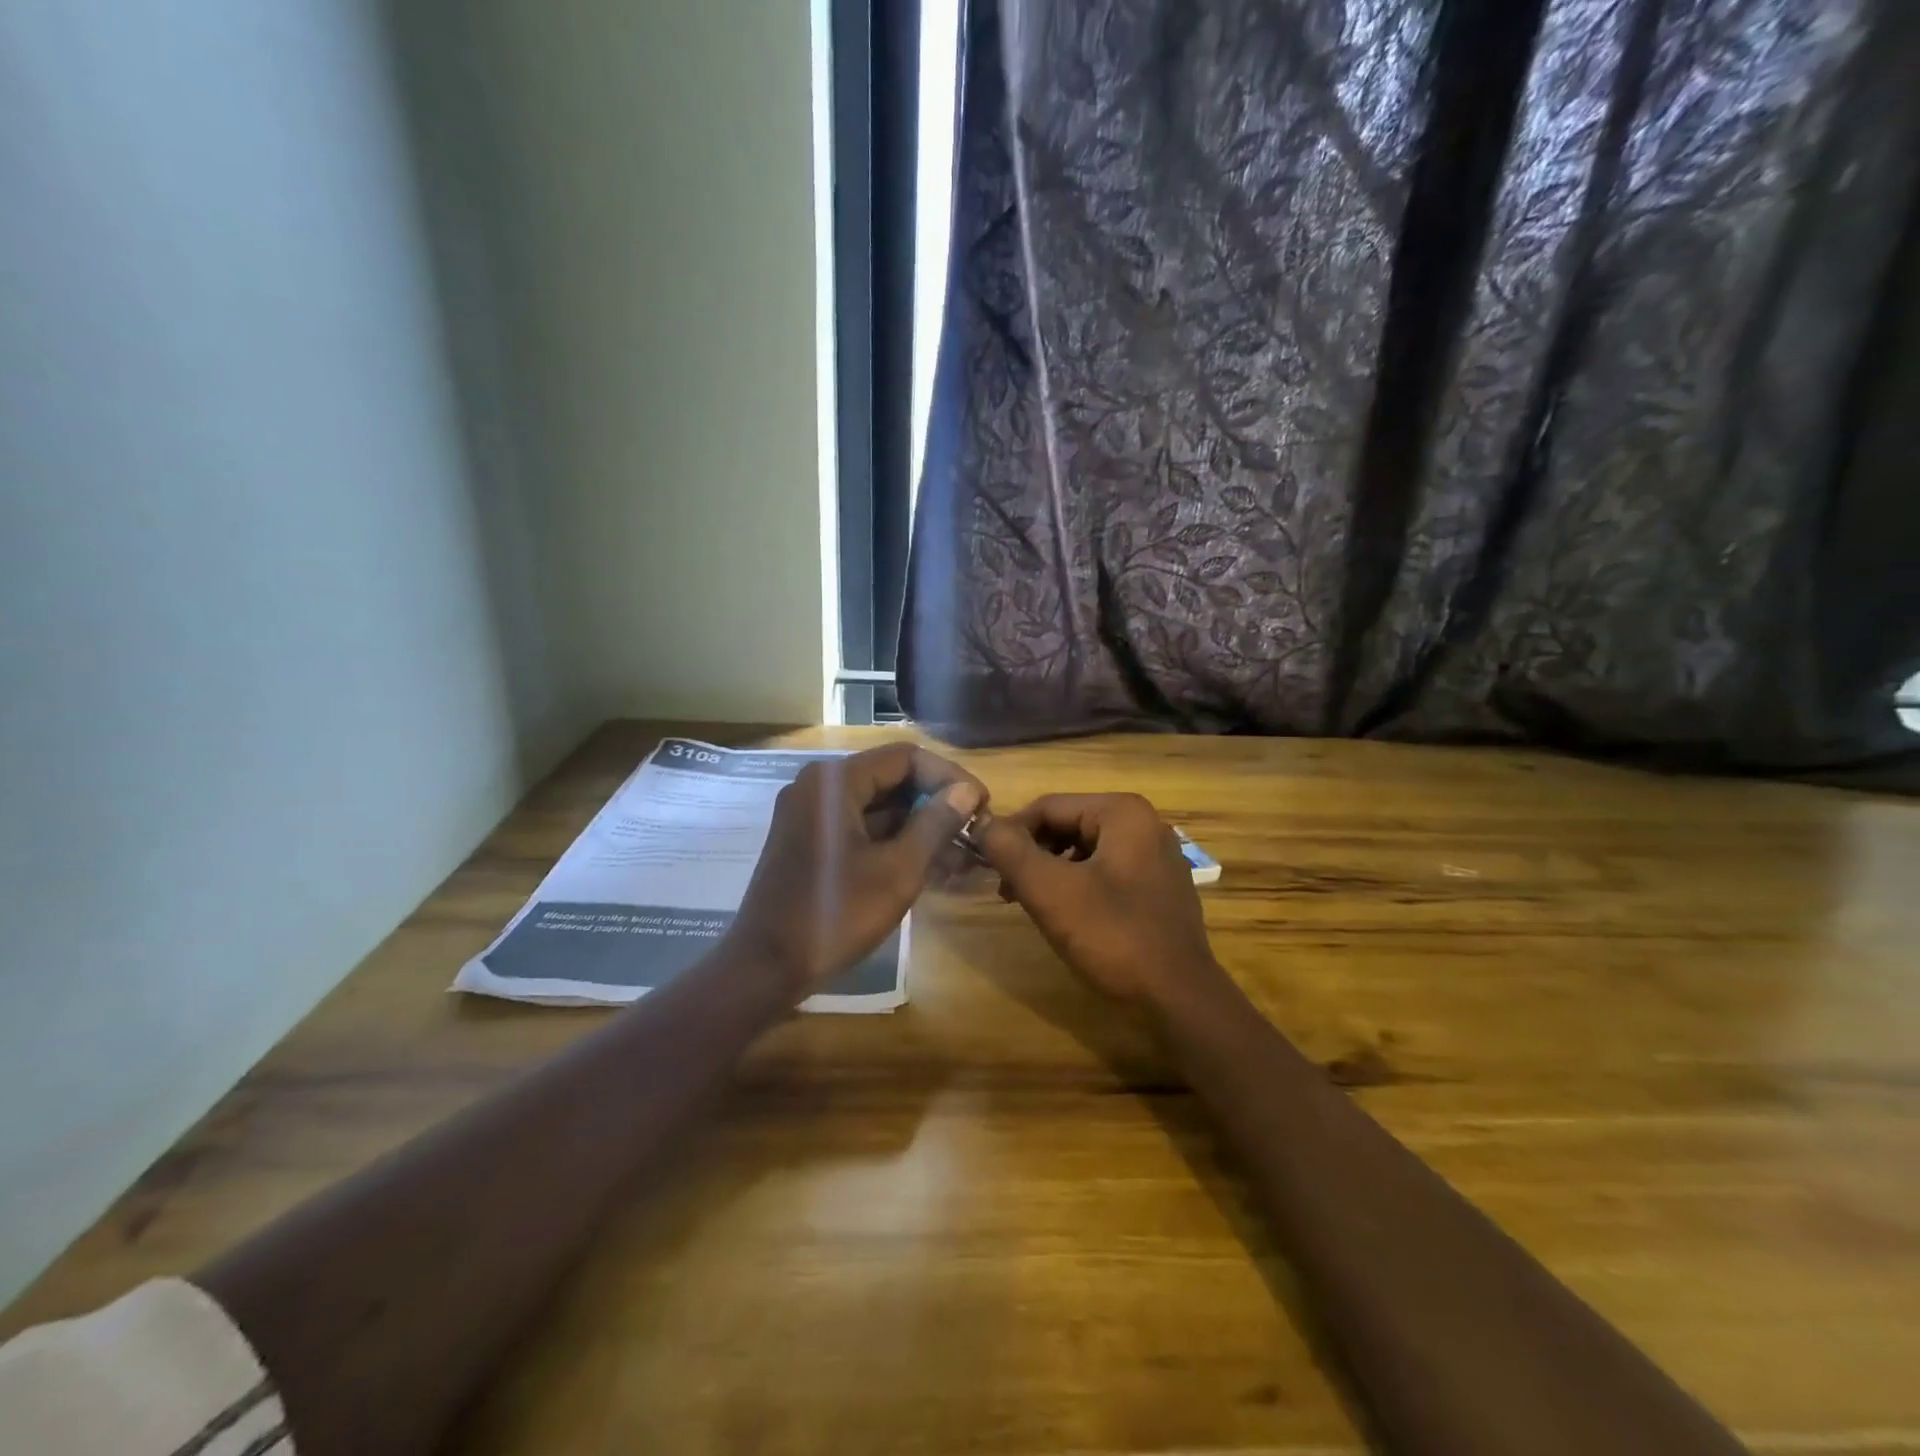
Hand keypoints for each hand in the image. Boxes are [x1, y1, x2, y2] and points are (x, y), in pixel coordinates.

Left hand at [731, 743, 984, 995]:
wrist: (765, 967)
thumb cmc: (834, 914)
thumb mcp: (897, 871)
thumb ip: (935, 824)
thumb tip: (967, 790)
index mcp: (835, 782)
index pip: (906, 758)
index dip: (949, 777)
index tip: (981, 806)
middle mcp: (819, 786)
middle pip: (890, 779)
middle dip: (935, 804)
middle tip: (972, 832)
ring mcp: (809, 813)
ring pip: (877, 806)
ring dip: (917, 826)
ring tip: (960, 855)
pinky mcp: (808, 840)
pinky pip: (859, 827)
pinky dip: (892, 841)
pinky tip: (927, 865)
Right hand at [973, 793, 1225, 1008]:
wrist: (1179, 1000)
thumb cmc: (1114, 937)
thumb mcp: (1051, 891)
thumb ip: (1011, 851)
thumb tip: (983, 825)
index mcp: (1122, 813)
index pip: (1048, 807)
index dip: (1011, 833)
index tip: (987, 866)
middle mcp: (1144, 824)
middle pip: (1067, 825)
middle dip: (1032, 854)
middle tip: (1006, 891)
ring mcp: (1156, 857)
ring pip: (1084, 850)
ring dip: (1051, 872)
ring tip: (1030, 905)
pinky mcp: (1159, 888)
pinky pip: (1105, 872)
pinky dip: (1077, 886)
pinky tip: (1065, 917)